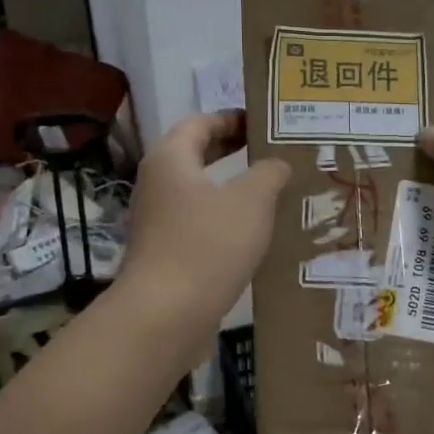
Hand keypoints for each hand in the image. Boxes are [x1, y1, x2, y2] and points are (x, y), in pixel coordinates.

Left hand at [120, 110, 288, 335]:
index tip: (264, 123)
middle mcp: (157, 184)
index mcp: (171, 159)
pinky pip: (197, 222)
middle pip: (196, 155)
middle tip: (272, 152)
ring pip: (198, 191)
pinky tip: (251, 233)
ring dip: (231, 188)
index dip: (232, 118)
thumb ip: (269, 173)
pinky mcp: (164, 252)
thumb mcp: (251, 201)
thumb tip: (277, 164)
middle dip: (233, 151)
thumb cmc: (208, 245)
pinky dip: (223, 218)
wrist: (166, 315)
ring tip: (270, 192)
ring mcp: (157, 220)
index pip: (200, 122)